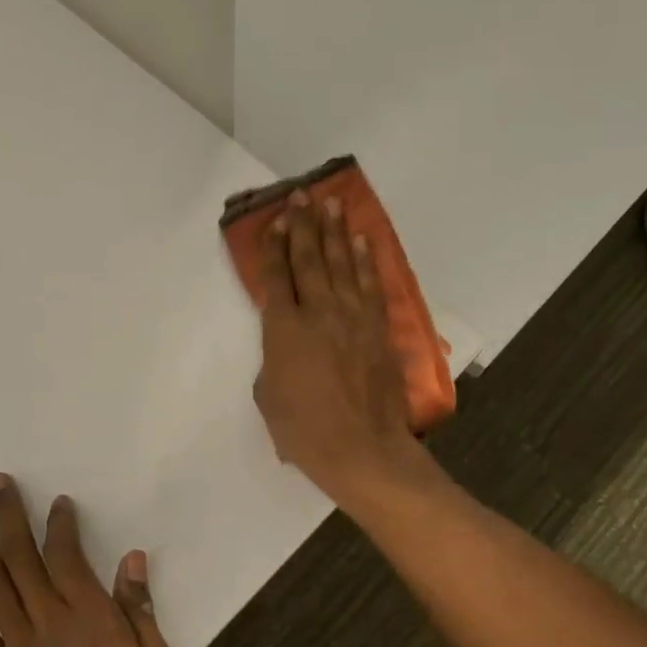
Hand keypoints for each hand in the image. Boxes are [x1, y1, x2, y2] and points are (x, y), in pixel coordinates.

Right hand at [253, 191, 427, 507]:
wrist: (362, 449)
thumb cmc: (304, 432)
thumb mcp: (268, 397)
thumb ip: (273, 360)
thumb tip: (286, 345)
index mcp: (283, 331)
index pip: (277, 278)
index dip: (275, 247)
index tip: (276, 221)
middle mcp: (318, 314)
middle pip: (310, 260)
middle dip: (304, 226)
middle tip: (301, 197)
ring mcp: (352, 319)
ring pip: (342, 265)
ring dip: (335, 232)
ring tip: (331, 205)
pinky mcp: (378, 330)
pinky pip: (370, 286)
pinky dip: (365, 261)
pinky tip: (361, 241)